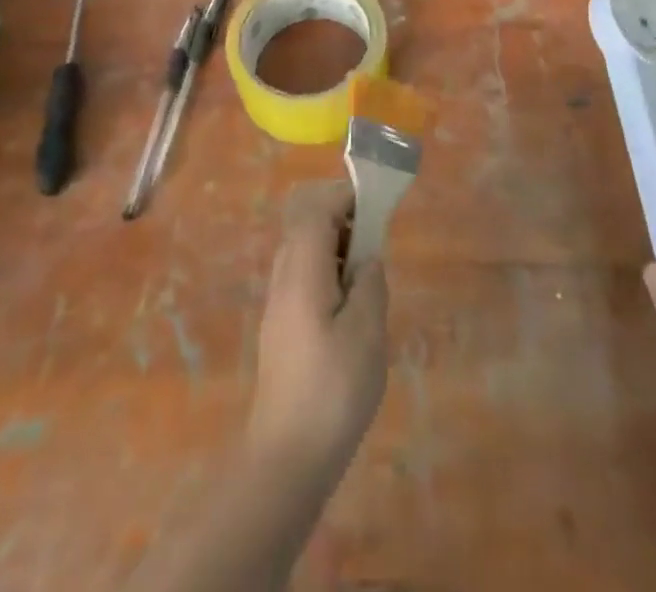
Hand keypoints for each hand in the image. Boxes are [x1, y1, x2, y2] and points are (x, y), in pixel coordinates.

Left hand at [245, 181, 388, 479]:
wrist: (287, 458)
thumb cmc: (332, 391)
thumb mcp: (366, 333)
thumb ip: (369, 284)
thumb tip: (368, 259)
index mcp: (302, 270)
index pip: (315, 207)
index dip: (345, 196)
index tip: (377, 207)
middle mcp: (283, 276)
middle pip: (306, 223)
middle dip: (342, 219)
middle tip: (374, 245)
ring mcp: (278, 302)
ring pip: (305, 250)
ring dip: (337, 248)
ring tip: (367, 279)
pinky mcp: (281, 326)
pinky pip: (304, 276)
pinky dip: (328, 273)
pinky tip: (351, 309)